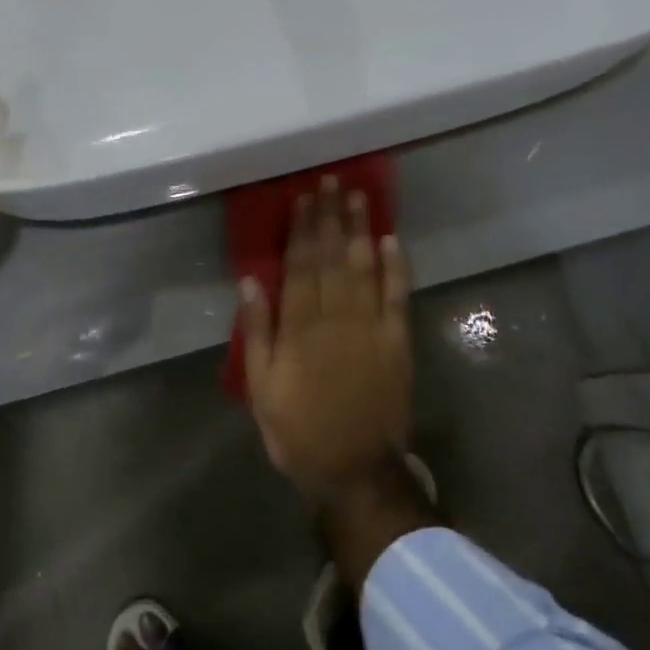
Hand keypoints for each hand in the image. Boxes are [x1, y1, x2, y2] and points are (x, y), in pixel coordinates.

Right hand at [239, 178, 413, 503]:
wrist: (355, 469)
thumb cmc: (299, 429)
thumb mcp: (260, 387)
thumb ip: (257, 332)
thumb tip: (250, 281)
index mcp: (300, 327)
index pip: (300, 265)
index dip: (302, 229)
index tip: (303, 198)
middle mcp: (337, 317)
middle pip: (332, 257)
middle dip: (330, 216)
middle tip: (331, 180)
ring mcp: (371, 327)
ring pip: (364, 267)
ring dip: (360, 229)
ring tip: (357, 195)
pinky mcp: (398, 342)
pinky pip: (398, 296)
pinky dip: (396, 267)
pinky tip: (392, 239)